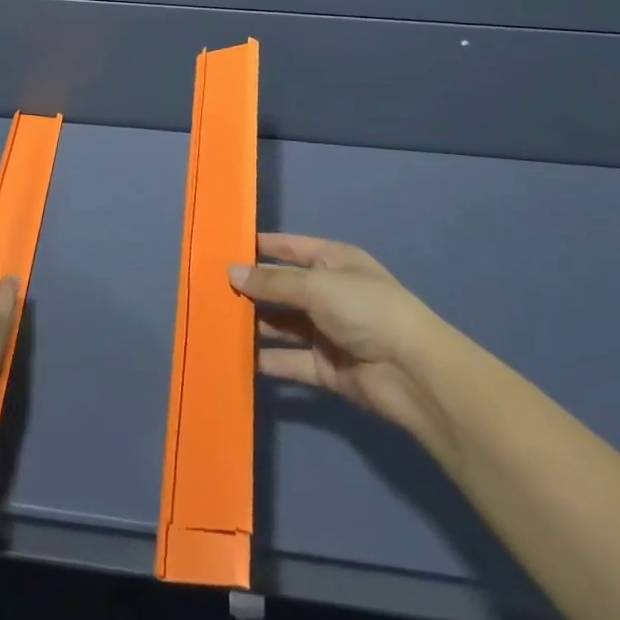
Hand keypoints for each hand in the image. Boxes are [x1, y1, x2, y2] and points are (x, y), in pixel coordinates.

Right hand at [230, 233, 446, 437]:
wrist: (412, 372)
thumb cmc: (366, 309)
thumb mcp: (317, 285)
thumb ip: (273, 283)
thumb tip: (231, 272)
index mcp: (331, 261)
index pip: (288, 248)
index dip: (258, 247)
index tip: (221, 248)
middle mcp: (326, 292)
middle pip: (281, 288)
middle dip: (250, 289)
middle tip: (207, 290)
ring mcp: (325, 331)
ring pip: (281, 324)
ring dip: (254, 325)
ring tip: (215, 323)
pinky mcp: (324, 367)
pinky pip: (289, 361)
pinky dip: (266, 360)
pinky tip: (236, 358)